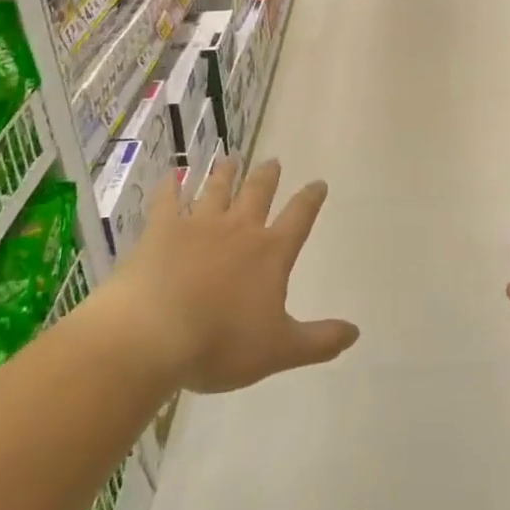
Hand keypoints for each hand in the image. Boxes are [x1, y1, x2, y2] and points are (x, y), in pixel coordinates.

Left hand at [107, 157, 358, 392]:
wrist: (153, 334)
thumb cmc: (220, 344)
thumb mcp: (279, 350)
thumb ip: (319, 341)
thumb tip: (356, 332)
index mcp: (270, 253)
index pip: (298, 218)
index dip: (310, 200)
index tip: (318, 183)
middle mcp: (238, 229)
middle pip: (257, 193)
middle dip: (268, 177)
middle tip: (274, 162)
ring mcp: (198, 225)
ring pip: (217, 189)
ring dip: (226, 173)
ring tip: (232, 159)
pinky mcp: (161, 230)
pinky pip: (167, 200)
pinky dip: (170, 186)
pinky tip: (171, 175)